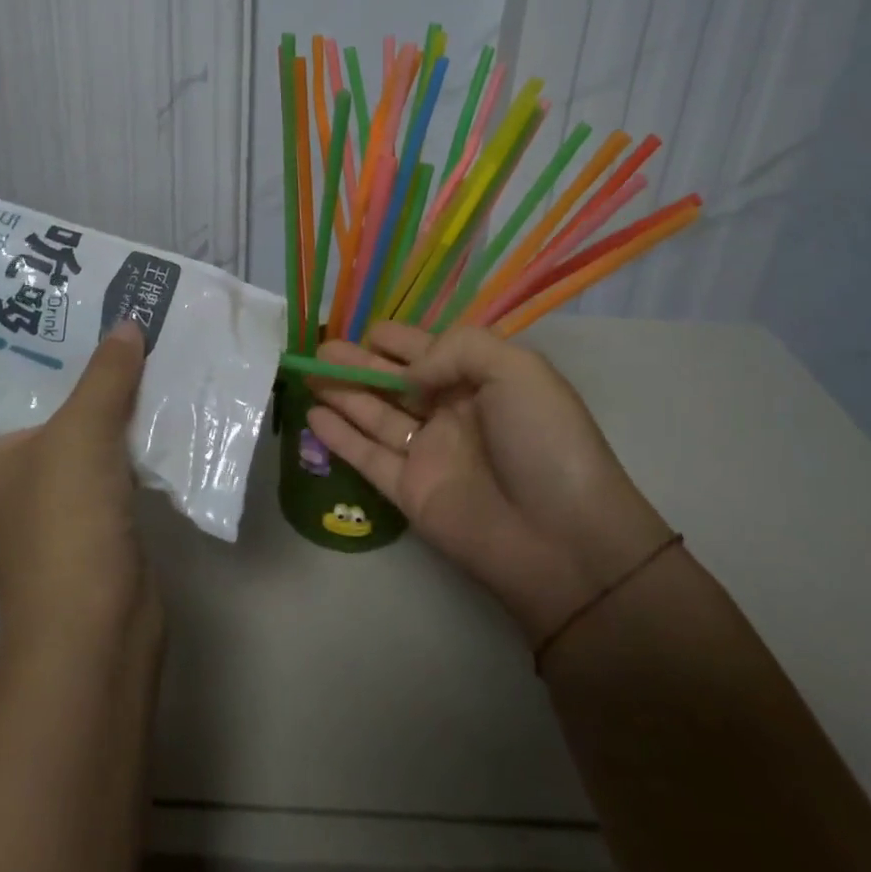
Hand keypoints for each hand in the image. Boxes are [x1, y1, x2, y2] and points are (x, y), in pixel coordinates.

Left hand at [0, 321, 158, 648]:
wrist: (97, 624)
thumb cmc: (64, 518)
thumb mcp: (83, 430)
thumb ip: (106, 373)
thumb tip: (129, 324)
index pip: (5, 386)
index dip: (41, 347)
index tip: (74, 308)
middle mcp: (3, 480)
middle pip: (50, 408)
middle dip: (85, 371)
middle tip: (116, 319)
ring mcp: (47, 505)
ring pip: (83, 435)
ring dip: (112, 403)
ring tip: (141, 348)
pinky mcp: (88, 522)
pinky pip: (108, 462)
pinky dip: (129, 437)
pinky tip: (157, 402)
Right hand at [309, 323, 672, 642]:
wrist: (565, 541)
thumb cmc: (545, 442)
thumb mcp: (517, 368)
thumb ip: (455, 349)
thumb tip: (407, 375)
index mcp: (480, 379)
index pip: (427, 349)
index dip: (395, 339)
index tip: (362, 330)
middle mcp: (451, 411)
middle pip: (393, 380)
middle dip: (357, 362)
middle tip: (318, 349)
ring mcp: (429, 453)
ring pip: (374, 414)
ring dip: (341, 393)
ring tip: (306, 373)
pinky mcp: (410, 492)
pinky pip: (368, 457)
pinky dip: (340, 437)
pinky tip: (313, 416)